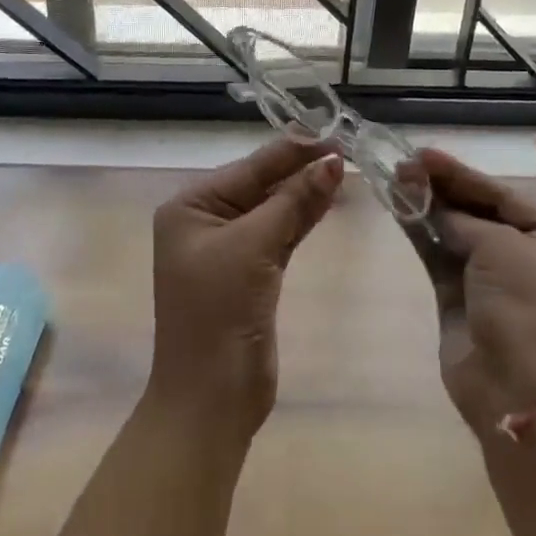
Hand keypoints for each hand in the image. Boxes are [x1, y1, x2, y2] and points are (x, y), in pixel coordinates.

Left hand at [146, 136, 343, 440]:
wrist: (210, 402)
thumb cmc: (219, 314)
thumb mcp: (254, 248)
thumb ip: (293, 202)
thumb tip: (333, 162)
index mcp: (190, 206)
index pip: (249, 167)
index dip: (291, 150)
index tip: (332, 132)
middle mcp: (205, 220)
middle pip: (261, 184)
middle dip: (300, 168)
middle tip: (345, 147)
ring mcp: (228, 248)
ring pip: (273, 208)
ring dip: (305, 191)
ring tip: (344, 168)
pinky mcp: (251, 273)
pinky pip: (279, 233)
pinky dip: (302, 218)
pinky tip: (328, 199)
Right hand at [405, 150, 535, 437]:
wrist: (518, 393)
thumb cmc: (526, 309)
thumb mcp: (500, 248)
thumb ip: (461, 219)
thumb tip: (426, 201)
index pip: (501, 194)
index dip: (461, 173)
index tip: (423, 154)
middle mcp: (524, 254)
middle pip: (475, 209)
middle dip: (440, 187)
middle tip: (402, 164)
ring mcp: (490, 277)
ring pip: (452, 228)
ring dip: (425, 204)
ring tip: (393, 177)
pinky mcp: (459, 296)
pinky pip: (437, 253)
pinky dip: (419, 230)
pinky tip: (396, 206)